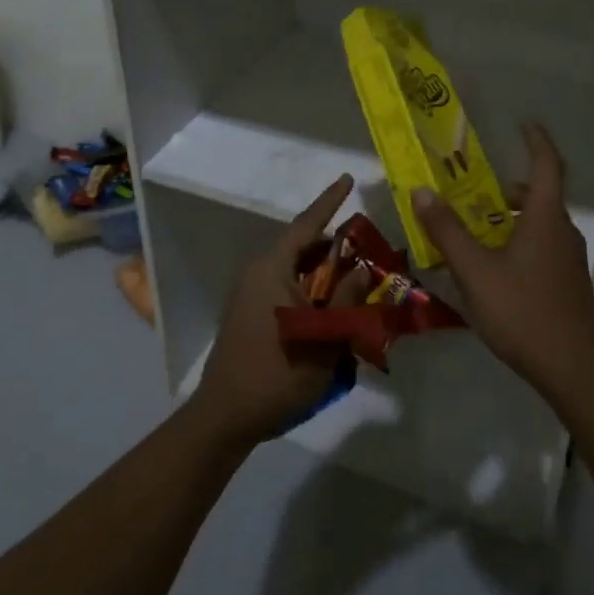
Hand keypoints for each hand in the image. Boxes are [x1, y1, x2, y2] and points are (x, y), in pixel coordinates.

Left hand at [192, 173, 363, 447]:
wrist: (226, 416)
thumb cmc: (277, 373)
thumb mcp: (324, 337)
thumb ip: (346, 299)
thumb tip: (364, 268)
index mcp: (271, 269)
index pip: (306, 224)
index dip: (329, 201)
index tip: (348, 178)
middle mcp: (258, 272)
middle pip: (302, 246)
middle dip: (335, 246)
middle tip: (368, 247)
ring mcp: (250, 293)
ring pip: (294, 268)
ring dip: (323, 271)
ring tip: (356, 278)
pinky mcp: (249, 312)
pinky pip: (285, 285)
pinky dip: (309, 287)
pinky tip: (332, 305)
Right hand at [412, 123, 593, 400]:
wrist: (573, 369)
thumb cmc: (522, 311)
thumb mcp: (475, 270)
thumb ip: (447, 230)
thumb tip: (422, 191)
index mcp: (545, 218)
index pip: (548, 164)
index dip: (537, 140)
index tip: (523, 124)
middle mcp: (563, 231)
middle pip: (539, 196)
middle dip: (507, 190)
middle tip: (474, 193)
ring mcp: (570, 260)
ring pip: (540, 224)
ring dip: (510, 219)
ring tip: (475, 234)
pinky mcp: (570, 284)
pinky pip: (543, 248)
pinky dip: (519, 243)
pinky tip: (494, 271)